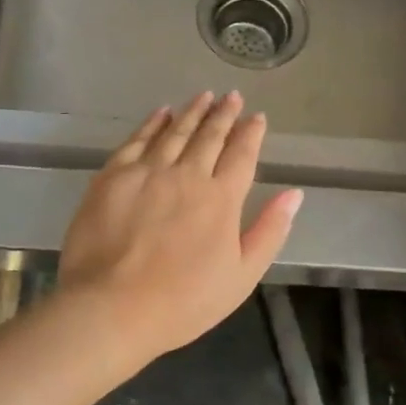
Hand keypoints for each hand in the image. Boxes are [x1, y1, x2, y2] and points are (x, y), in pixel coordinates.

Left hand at [59, 91, 302, 362]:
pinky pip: (137, 140)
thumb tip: (294, 194)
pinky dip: (152, 123)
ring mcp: (147, 172)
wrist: (111, 308)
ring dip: (192, 112)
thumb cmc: (183, 302)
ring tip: (203, 96)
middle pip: (209, 136)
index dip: (251, 133)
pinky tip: (161, 113)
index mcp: (221, 199)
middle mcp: (186, 175)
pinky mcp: (112, 176)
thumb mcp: (241, 277)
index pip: (241, 155)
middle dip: (223, 114)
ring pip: (175, 131)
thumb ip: (269, 231)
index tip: (257, 117)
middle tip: (231, 96)